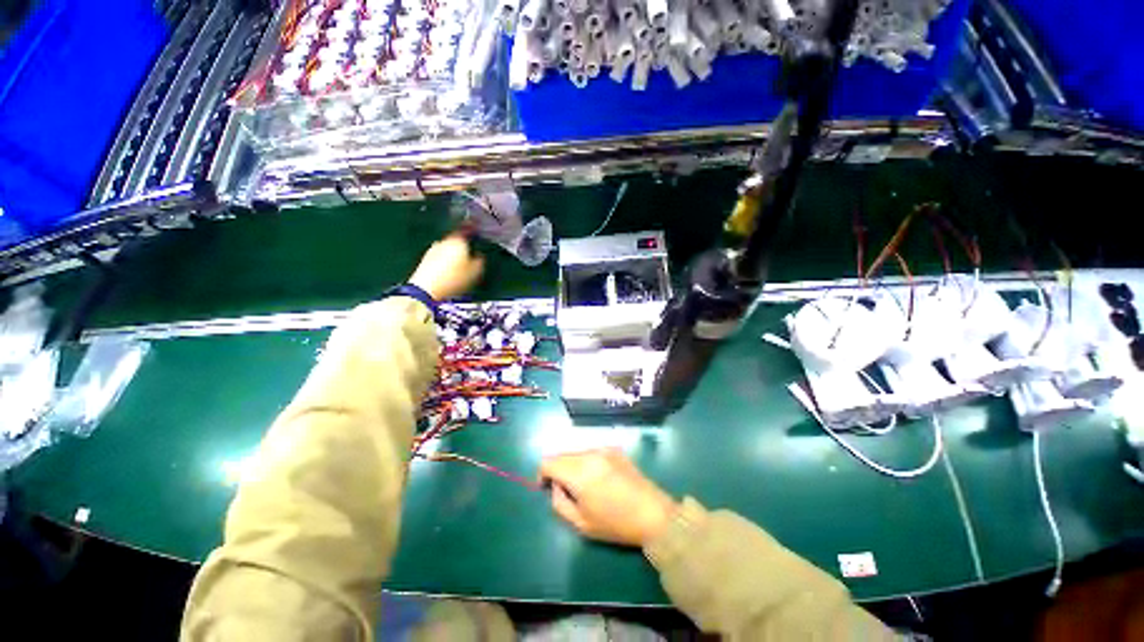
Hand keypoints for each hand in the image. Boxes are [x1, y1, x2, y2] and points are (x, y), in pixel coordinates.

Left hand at [409, 234, 484, 300]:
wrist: (427, 290)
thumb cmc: (455, 279)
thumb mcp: (476, 272)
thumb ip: (480, 261)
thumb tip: (480, 255)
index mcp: (458, 241)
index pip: (467, 231)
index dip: (473, 234)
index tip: (478, 238)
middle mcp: (444, 241)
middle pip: (456, 241)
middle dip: (463, 247)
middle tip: (470, 258)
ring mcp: (432, 250)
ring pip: (447, 249)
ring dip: (453, 256)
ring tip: (460, 268)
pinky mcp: (425, 260)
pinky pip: (439, 258)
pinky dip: (444, 263)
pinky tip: (449, 273)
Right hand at [539, 449, 678, 546]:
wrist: (653, 514)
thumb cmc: (616, 524)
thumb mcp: (581, 524)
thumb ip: (560, 503)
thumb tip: (556, 487)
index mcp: (579, 472)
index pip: (548, 462)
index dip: (542, 474)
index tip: (545, 488)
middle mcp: (589, 454)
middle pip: (562, 454)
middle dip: (557, 469)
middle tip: (563, 489)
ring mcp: (603, 449)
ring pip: (576, 451)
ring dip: (572, 464)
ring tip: (582, 484)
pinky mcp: (615, 449)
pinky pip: (591, 451)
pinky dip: (586, 461)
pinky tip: (598, 478)